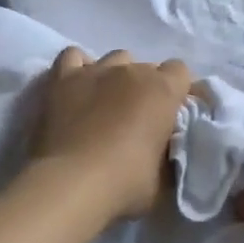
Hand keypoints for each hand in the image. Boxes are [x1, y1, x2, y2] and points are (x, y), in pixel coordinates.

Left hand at [30, 47, 193, 222]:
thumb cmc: (125, 183)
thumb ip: (171, 152)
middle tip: (139, 120)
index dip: (178, 92)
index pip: (181, 72)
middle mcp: (132, 70)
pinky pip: (74, 56)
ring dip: (117, 77)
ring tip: (108, 103)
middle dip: (147, 88)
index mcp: (163, 90)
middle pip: (147, 67)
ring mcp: (96, 71)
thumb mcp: (165, 177)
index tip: (172, 115)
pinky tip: (79, 87)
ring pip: (116, 59)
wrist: (71, 185)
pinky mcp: (62, 79)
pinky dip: (79, 68)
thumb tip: (168, 147)